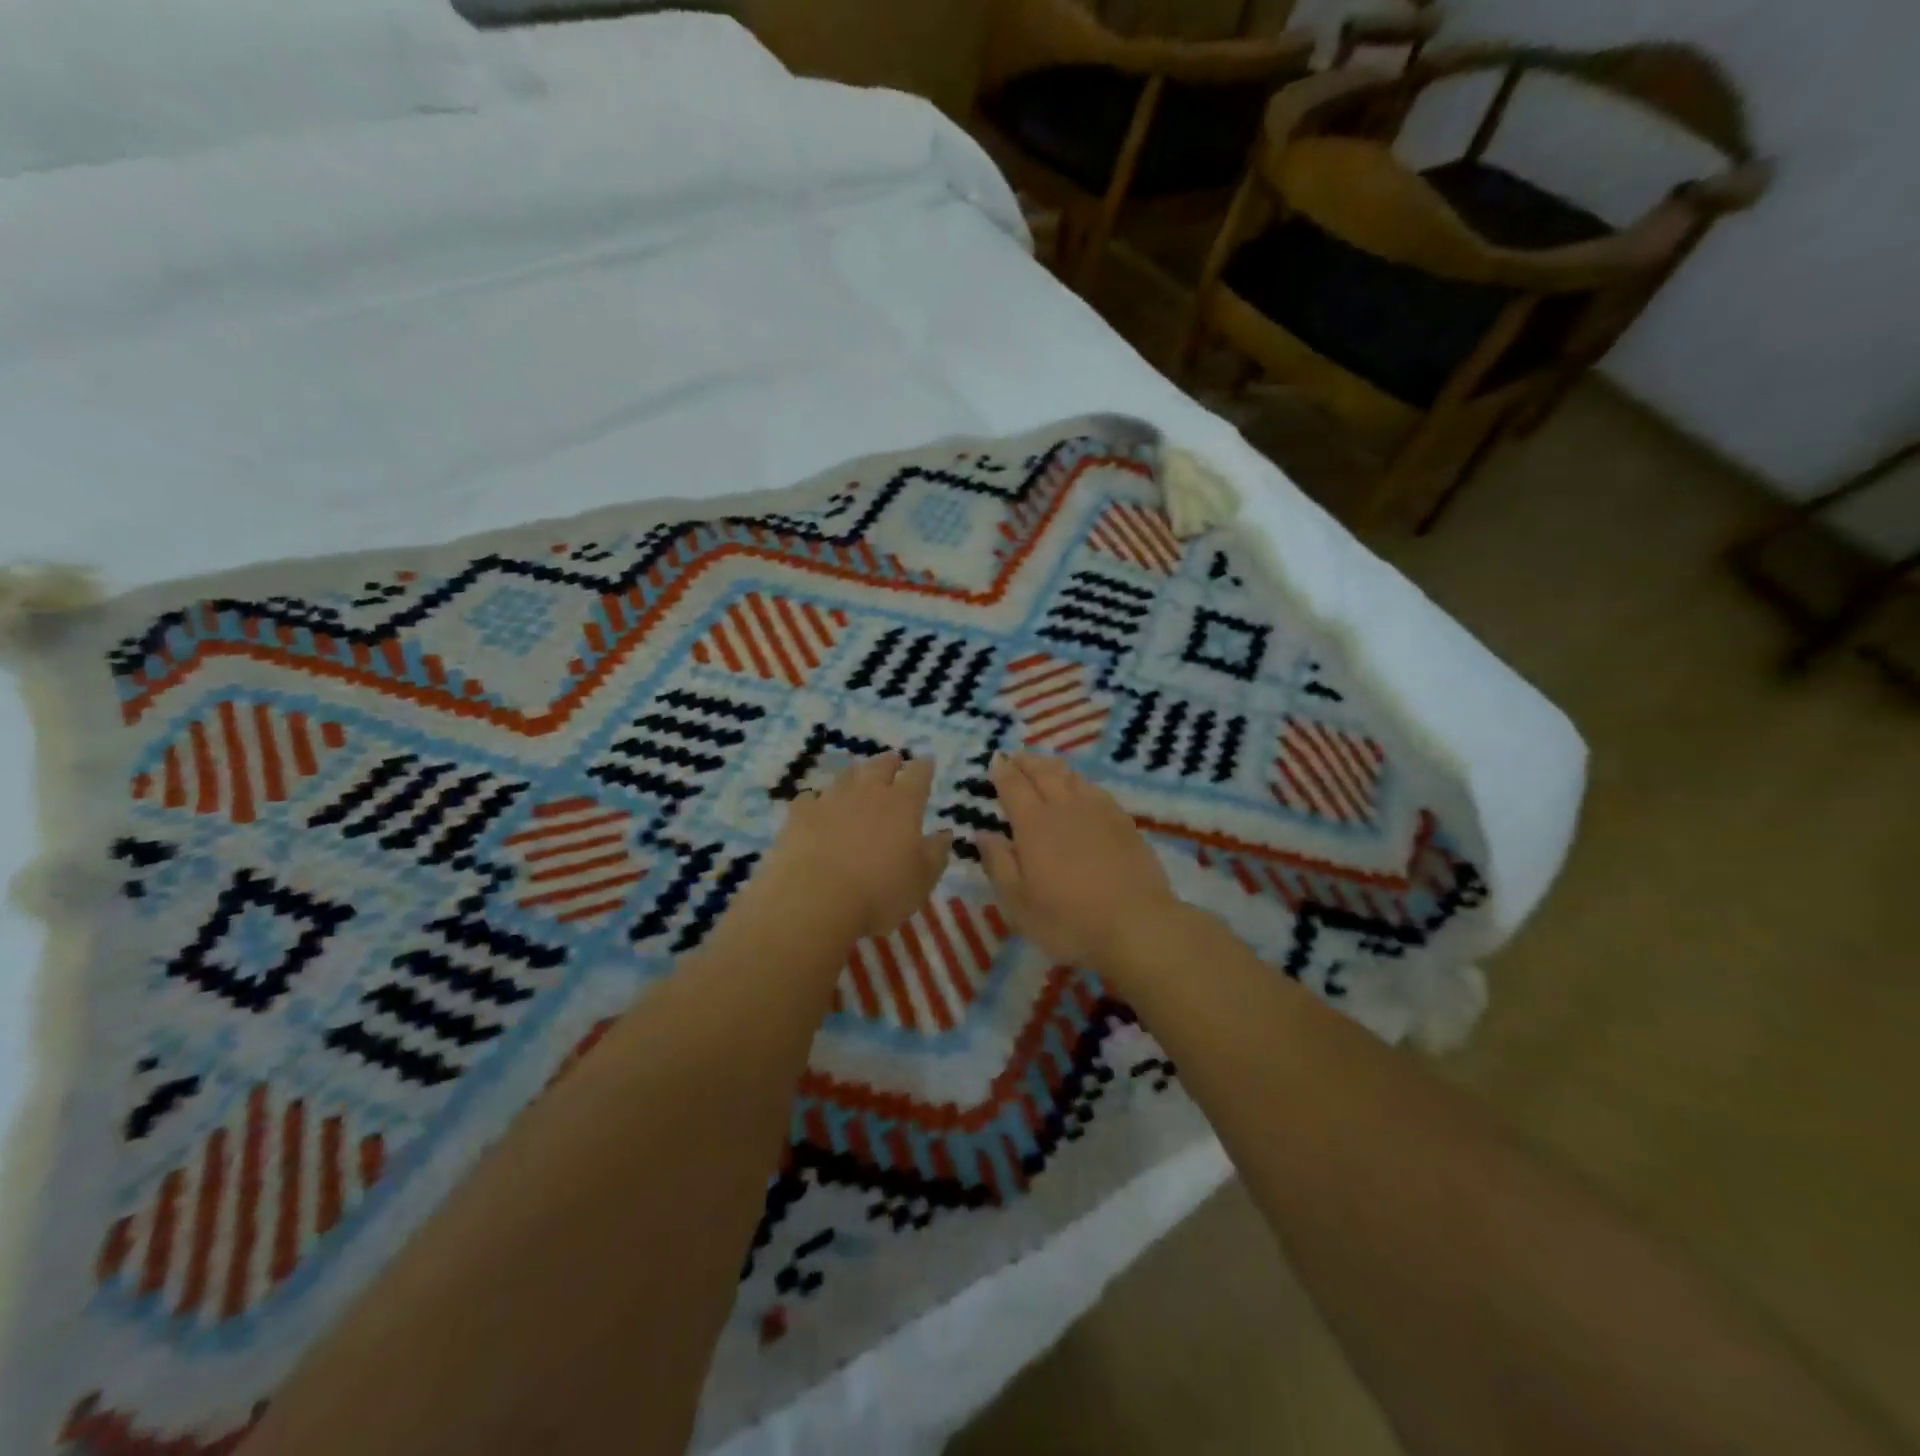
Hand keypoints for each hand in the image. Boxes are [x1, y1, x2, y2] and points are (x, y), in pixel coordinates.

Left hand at [756, 752, 952, 941]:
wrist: (814, 900)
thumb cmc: (879, 893)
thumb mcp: (922, 880)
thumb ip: (936, 853)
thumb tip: (945, 833)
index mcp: (903, 804)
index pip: (919, 774)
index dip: (924, 767)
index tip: (927, 764)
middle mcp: (868, 792)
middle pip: (881, 765)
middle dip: (890, 762)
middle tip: (894, 762)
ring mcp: (831, 799)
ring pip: (846, 776)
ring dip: (855, 776)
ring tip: (858, 779)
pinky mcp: (800, 814)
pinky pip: (810, 798)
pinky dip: (817, 800)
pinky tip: (816, 807)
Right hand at [977, 753, 1181, 971]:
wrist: (1136, 926)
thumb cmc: (1068, 920)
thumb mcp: (1018, 903)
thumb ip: (998, 864)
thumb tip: (983, 833)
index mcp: (1034, 824)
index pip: (1013, 786)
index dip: (1002, 771)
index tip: (995, 760)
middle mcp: (1065, 808)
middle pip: (1044, 772)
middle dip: (1027, 761)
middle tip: (1017, 756)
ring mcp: (1099, 812)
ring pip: (1073, 777)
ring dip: (1054, 767)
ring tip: (1046, 766)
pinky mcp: (1124, 823)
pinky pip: (1098, 790)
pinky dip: (1082, 782)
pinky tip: (1083, 789)